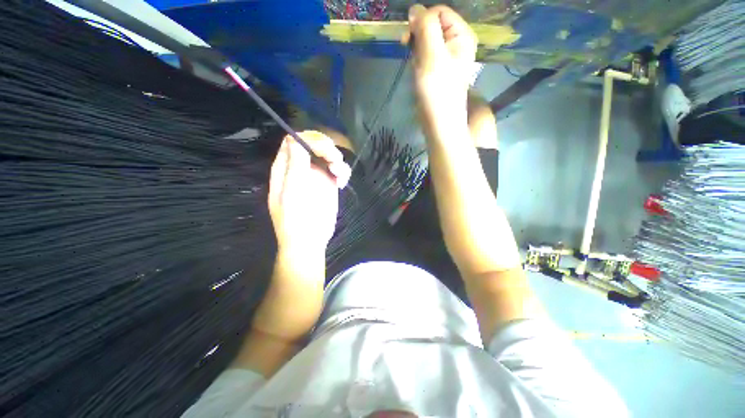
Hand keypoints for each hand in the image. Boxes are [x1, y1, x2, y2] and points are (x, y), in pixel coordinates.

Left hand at [268, 131, 350, 254]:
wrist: (310, 240)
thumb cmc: (296, 218)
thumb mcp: (292, 191)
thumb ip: (295, 165)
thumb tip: (295, 139)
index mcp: (285, 167)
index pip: (294, 141)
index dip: (308, 139)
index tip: (322, 147)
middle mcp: (300, 168)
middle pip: (313, 145)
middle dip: (325, 147)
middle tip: (334, 160)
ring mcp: (316, 176)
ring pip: (327, 156)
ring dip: (336, 159)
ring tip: (339, 173)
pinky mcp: (328, 185)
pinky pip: (337, 170)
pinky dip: (342, 171)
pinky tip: (341, 182)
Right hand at [403, 4, 476, 137]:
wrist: (439, 122)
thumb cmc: (437, 91)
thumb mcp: (432, 55)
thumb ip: (425, 27)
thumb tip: (415, 9)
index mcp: (461, 35)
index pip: (439, 12)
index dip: (422, 21)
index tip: (408, 39)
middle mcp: (457, 43)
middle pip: (433, 26)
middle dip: (418, 37)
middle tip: (408, 51)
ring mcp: (448, 58)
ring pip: (427, 42)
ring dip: (417, 51)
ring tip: (416, 67)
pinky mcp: (439, 71)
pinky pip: (426, 56)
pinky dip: (418, 62)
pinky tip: (417, 73)